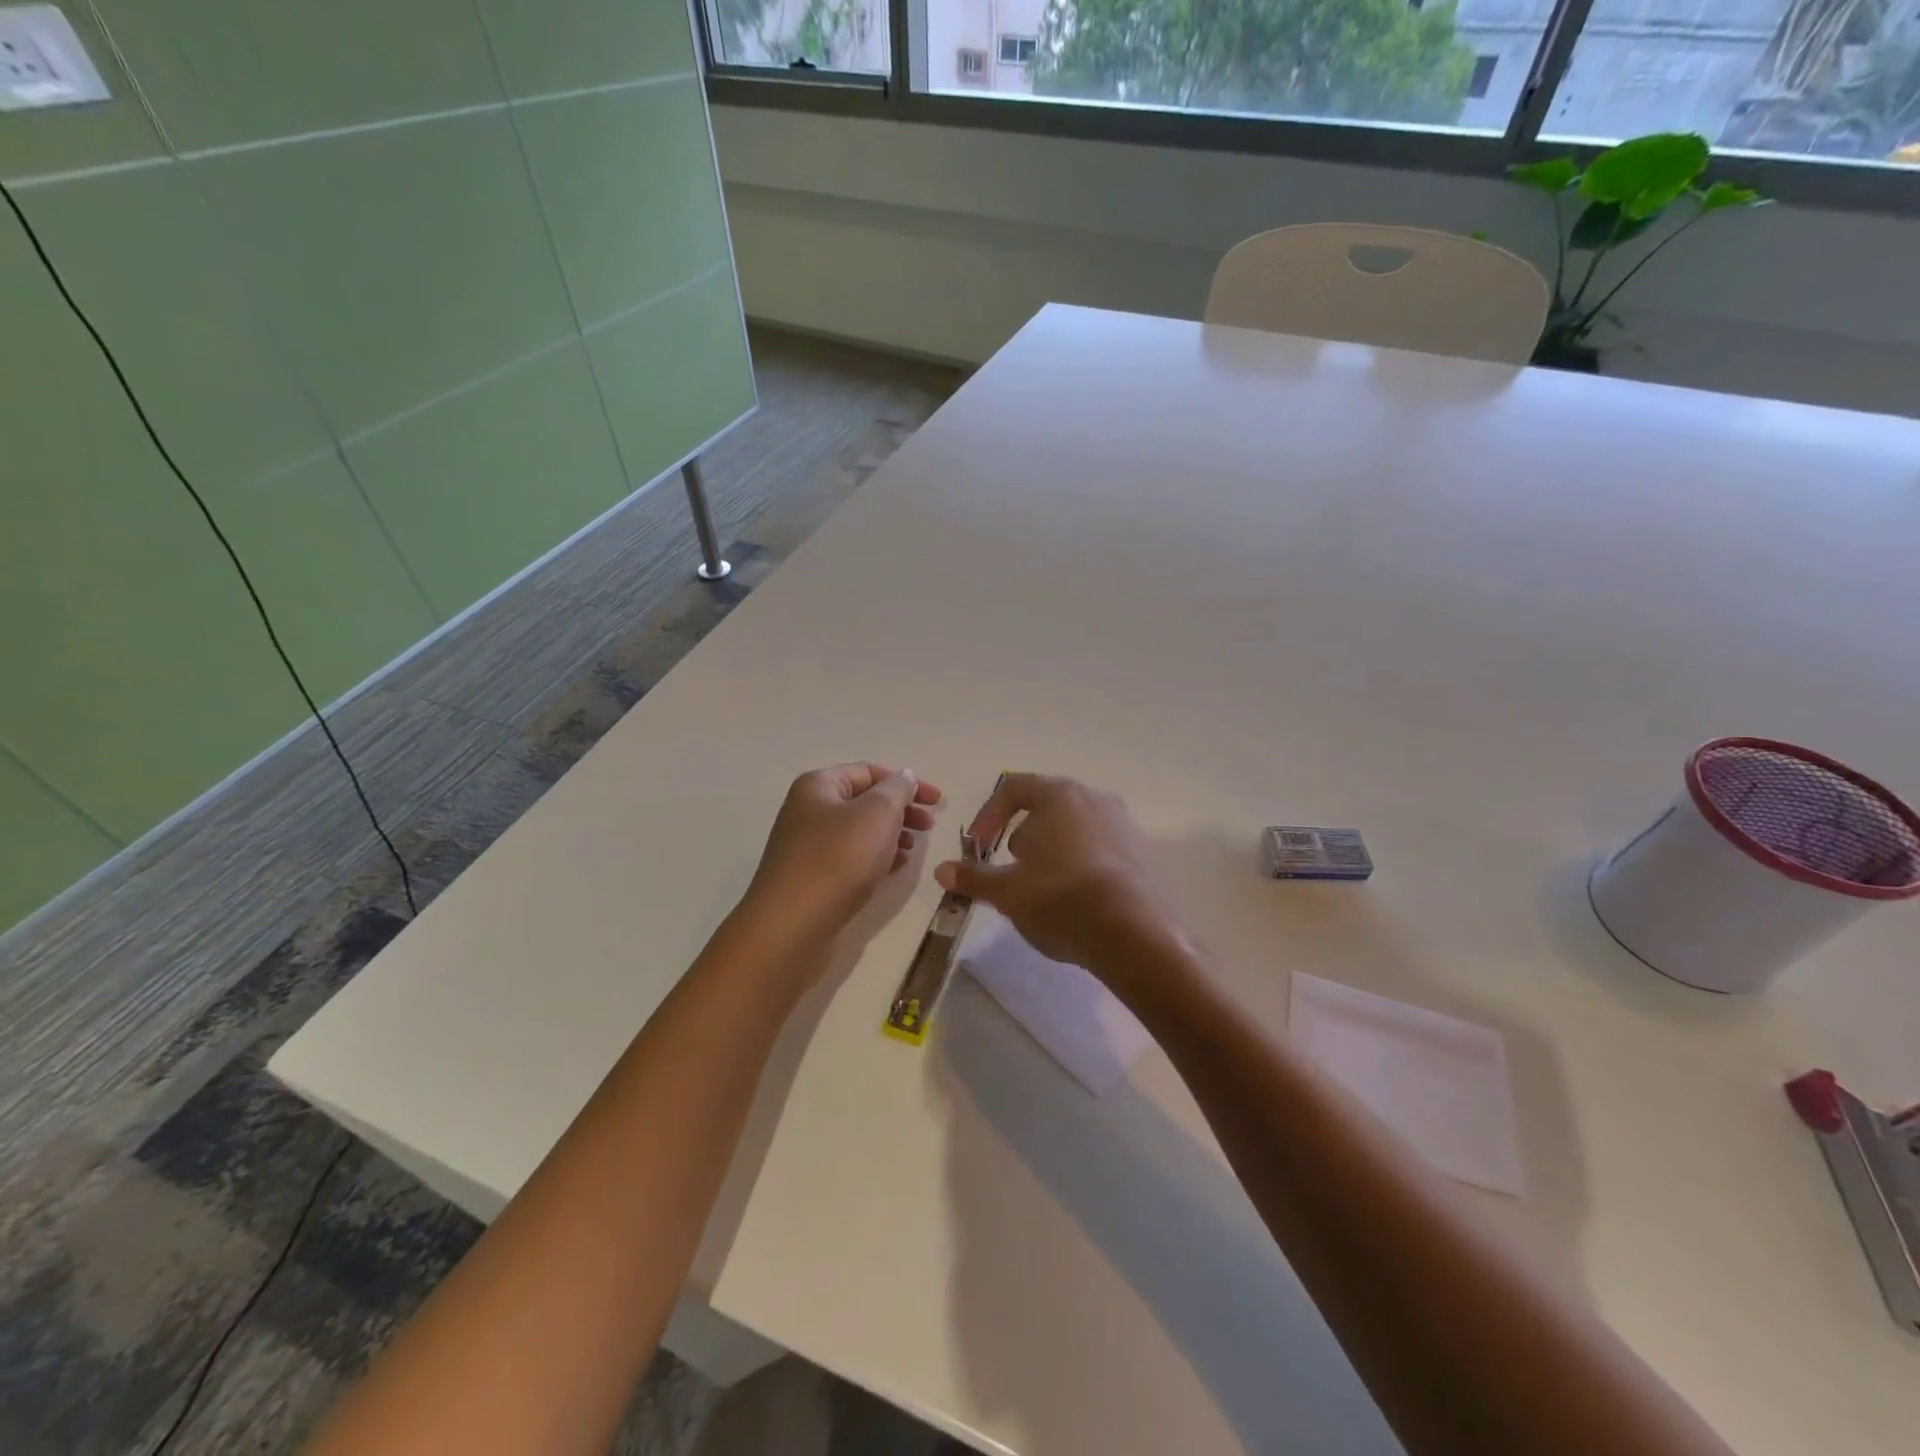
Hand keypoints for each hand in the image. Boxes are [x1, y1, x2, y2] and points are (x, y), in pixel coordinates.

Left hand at [744, 764, 944, 940]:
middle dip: (900, 810)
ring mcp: (808, 847)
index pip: (869, 771)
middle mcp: (809, 810)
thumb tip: (904, 777)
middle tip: (929, 826)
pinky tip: (895, 869)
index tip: (937, 801)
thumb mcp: (877, 813)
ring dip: (891, 835)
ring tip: (913, 850)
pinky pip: (852, 859)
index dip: (907, 782)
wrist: (792, 926)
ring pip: (860, 832)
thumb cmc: (838, 859)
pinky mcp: (813, 879)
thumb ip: (897, 789)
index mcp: (819, 786)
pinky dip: (876, 858)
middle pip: (864, 801)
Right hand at [933, 773, 1181, 979]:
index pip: (1014, 788)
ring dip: (1052, 851)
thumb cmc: (1060, 898)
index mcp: (1058, 795)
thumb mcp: (1008, 891)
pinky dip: (1081, 865)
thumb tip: (942, 872)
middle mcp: (1094, 798)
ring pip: (1075, 828)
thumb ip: (974, 878)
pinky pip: (1101, 849)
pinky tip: (1076, 900)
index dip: (988, 815)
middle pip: (1047, 806)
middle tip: (1012, 870)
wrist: (1135, 933)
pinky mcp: (1143, 853)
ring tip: (1043, 888)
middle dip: (1022, 835)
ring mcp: (1124, 824)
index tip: (978, 847)